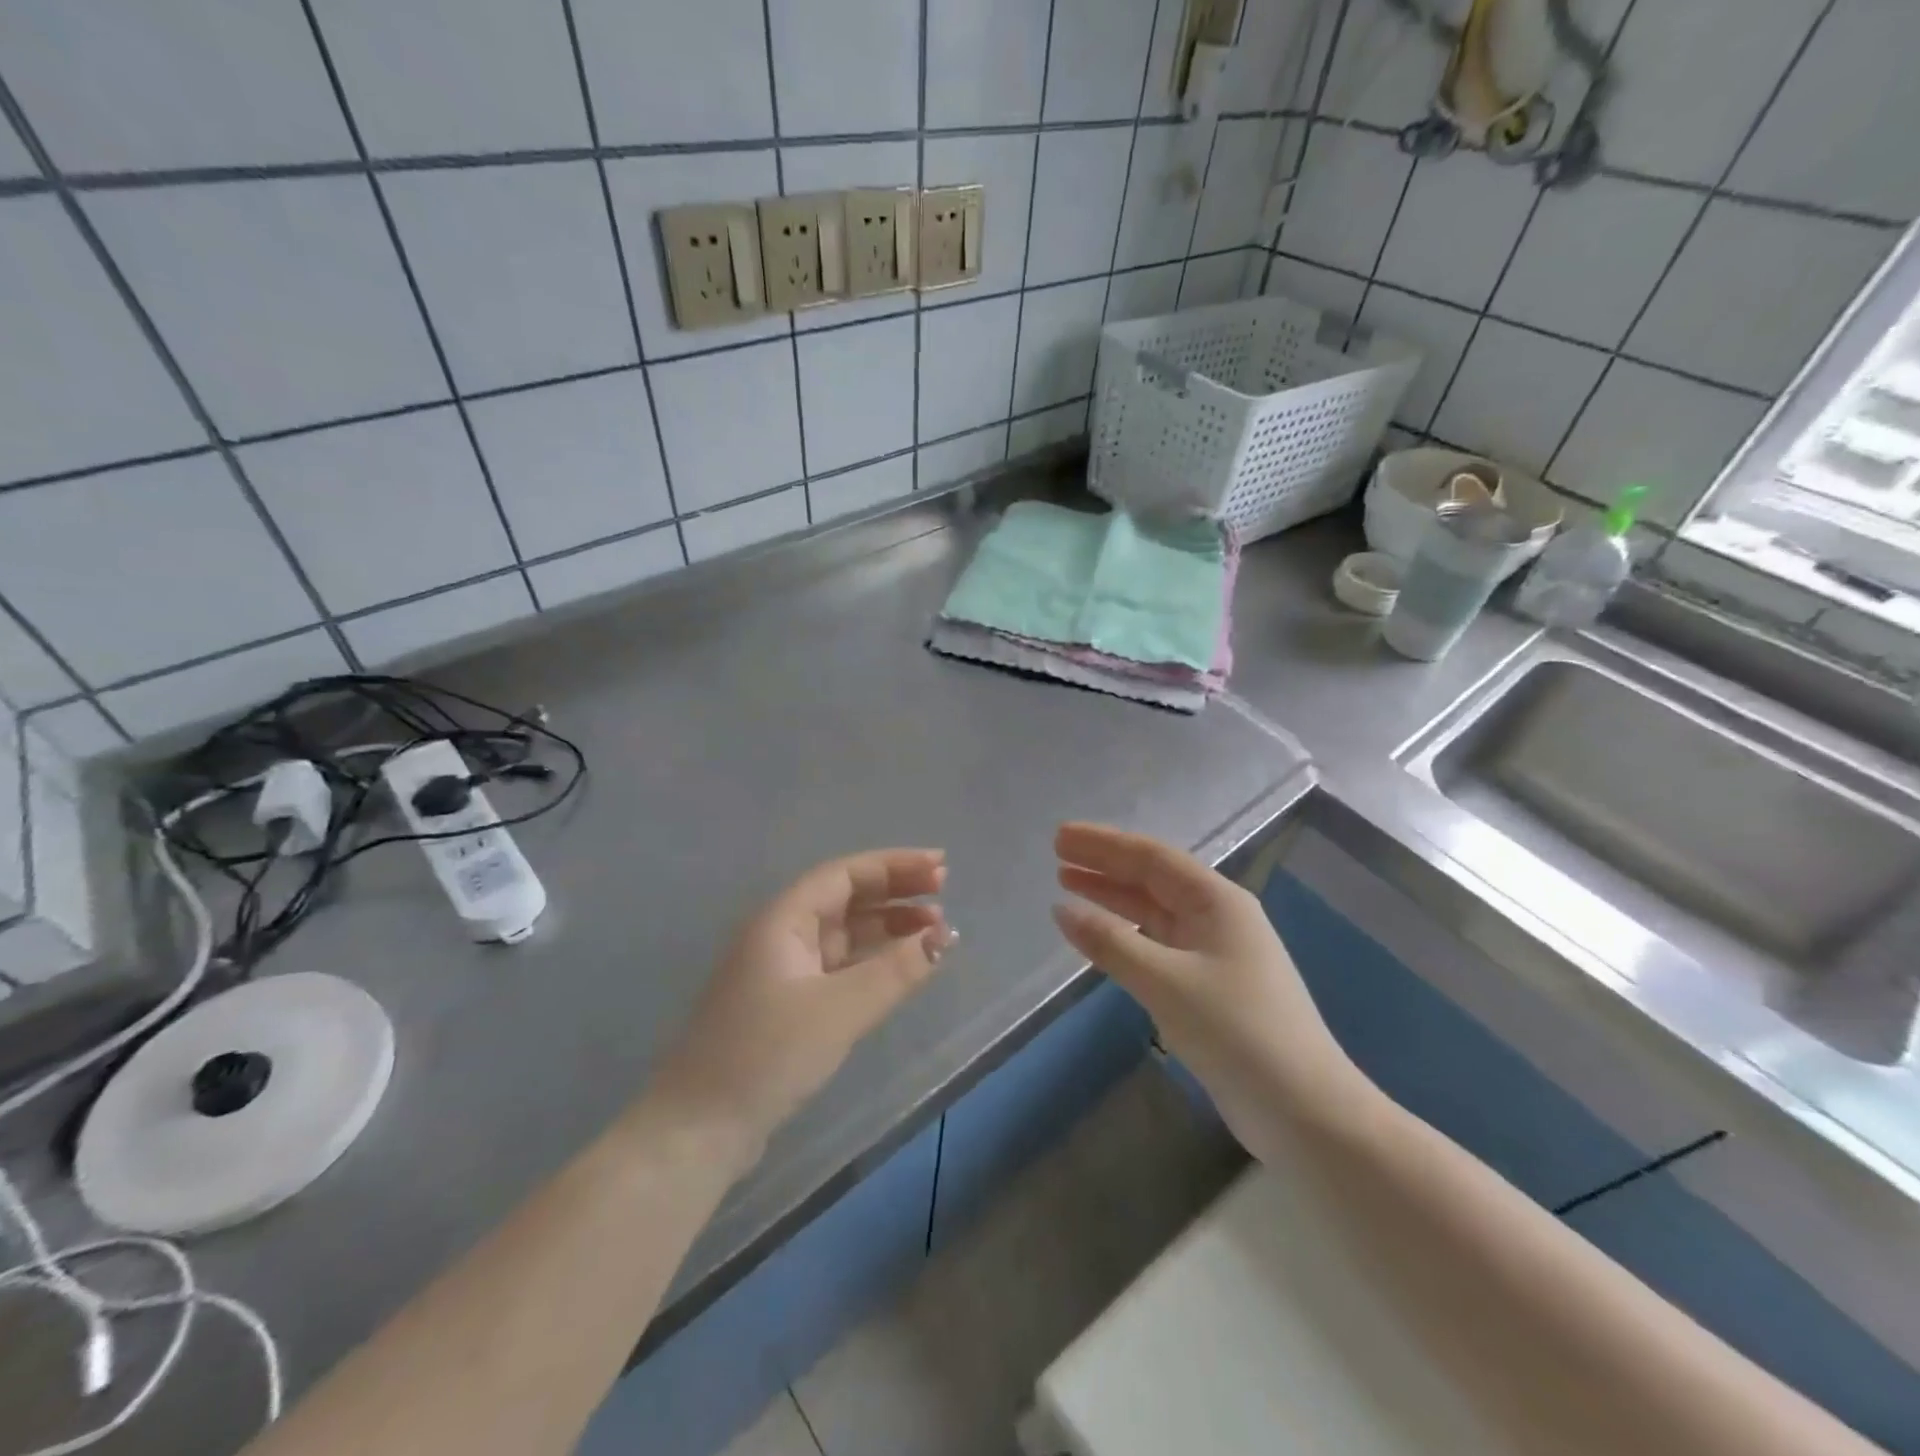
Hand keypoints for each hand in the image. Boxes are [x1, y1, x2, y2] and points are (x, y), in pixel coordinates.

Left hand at [647, 849, 954, 1163]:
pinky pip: (841, 965)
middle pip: (846, 897)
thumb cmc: (767, 1054)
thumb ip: (895, 970)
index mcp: (783, 919)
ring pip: (845, 932)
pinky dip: (874, 959)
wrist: (699, 1129)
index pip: (846, 874)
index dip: (894, 865)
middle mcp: (782, 934)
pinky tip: (902, 966)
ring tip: (935, 929)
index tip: (940, 866)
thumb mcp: (839, 1009)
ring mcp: (784, 970)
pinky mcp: (789, 1004)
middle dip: (895, 890)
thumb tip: (944, 936)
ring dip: (888, 926)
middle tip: (944, 890)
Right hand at [1051, 823, 1361, 1139]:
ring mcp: (1214, 953)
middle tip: (1056, 854)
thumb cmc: (1236, 1031)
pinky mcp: (1208, 987)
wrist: (1303, 1110)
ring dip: (1112, 898)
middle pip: (1151, 879)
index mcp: (1217, 901)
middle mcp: (1216, 917)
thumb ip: (1111, 943)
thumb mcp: (1166, 982)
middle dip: (1104, 865)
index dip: (1103, 844)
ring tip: (1067, 884)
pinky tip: (1100, 935)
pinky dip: (1125, 935)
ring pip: (1153, 912)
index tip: (1060, 836)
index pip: (1151, 857)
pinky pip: (1157, 944)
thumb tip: (1061, 910)